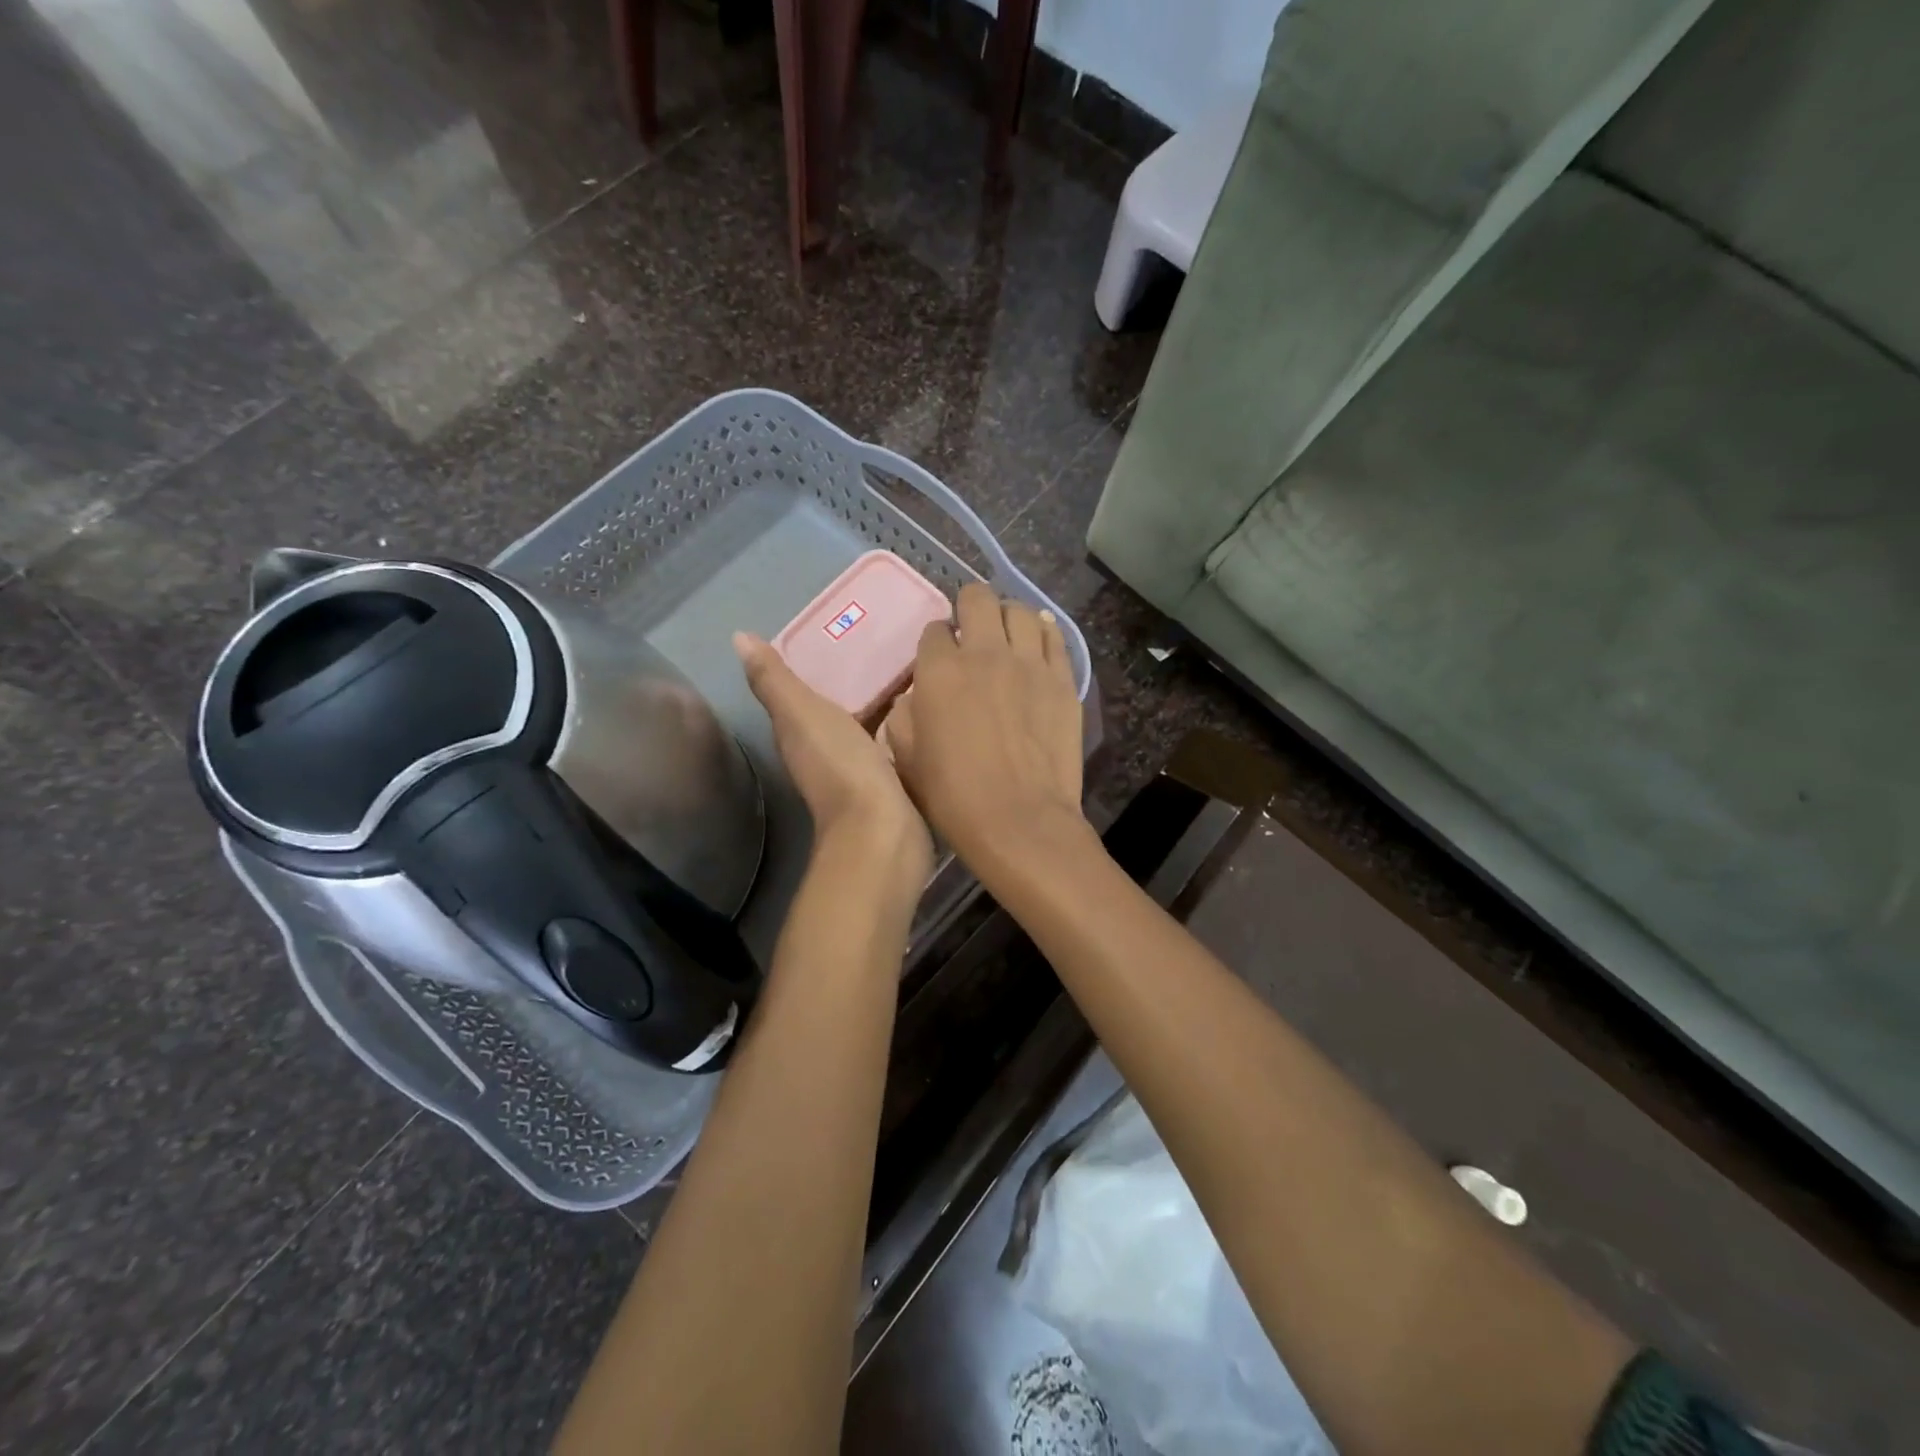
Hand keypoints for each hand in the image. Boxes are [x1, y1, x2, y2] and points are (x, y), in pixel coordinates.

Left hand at [734, 632, 932, 881]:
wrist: (882, 830)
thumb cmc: (840, 766)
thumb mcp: (802, 714)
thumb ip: (775, 680)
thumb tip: (738, 637)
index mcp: (798, 734)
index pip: (799, 695)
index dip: (814, 665)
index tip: (841, 630)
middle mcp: (822, 753)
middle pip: (835, 708)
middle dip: (854, 680)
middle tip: (885, 640)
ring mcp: (859, 770)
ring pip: (865, 725)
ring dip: (880, 701)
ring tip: (909, 666)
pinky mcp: (892, 782)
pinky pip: (893, 743)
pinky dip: (901, 725)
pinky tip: (922, 709)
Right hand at [882, 584, 1085, 868]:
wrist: (1019, 821)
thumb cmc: (954, 796)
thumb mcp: (906, 758)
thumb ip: (903, 716)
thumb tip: (914, 697)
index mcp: (939, 670)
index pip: (934, 631)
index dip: (935, 641)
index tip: (938, 659)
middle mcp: (985, 653)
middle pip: (978, 598)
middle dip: (969, 607)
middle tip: (971, 630)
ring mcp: (1030, 663)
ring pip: (1020, 610)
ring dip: (1008, 616)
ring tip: (1006, 635)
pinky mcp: (1063, 680)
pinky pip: (1055, 637)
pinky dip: (1043, 632)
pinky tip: (1037, 642)